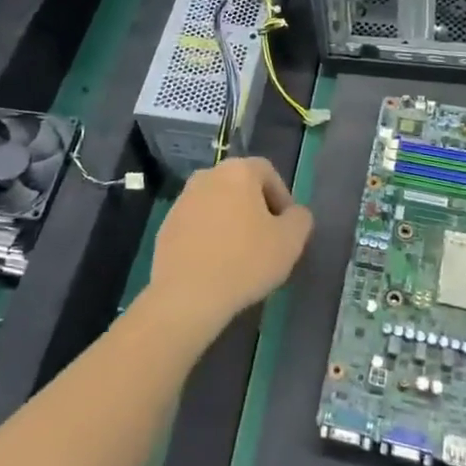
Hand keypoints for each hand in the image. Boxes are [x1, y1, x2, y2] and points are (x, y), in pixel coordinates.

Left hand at [141, 157, 312, 346]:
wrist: (186, 295)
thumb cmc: (244, 261)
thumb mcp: (290, 242)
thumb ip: (300, 219)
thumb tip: (294, 214)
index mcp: (238, 171)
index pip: (267, 172)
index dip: (282, 197)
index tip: (287, 227)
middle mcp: (207, 175)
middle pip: (240, 186)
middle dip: (256, 209)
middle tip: (267, 241)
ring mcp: (182, 200)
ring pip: (217, 205)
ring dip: (231, 223)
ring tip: (241, 256)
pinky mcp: (166, 225)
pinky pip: (198, 224)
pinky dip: (209, 237)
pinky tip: (216, 265)